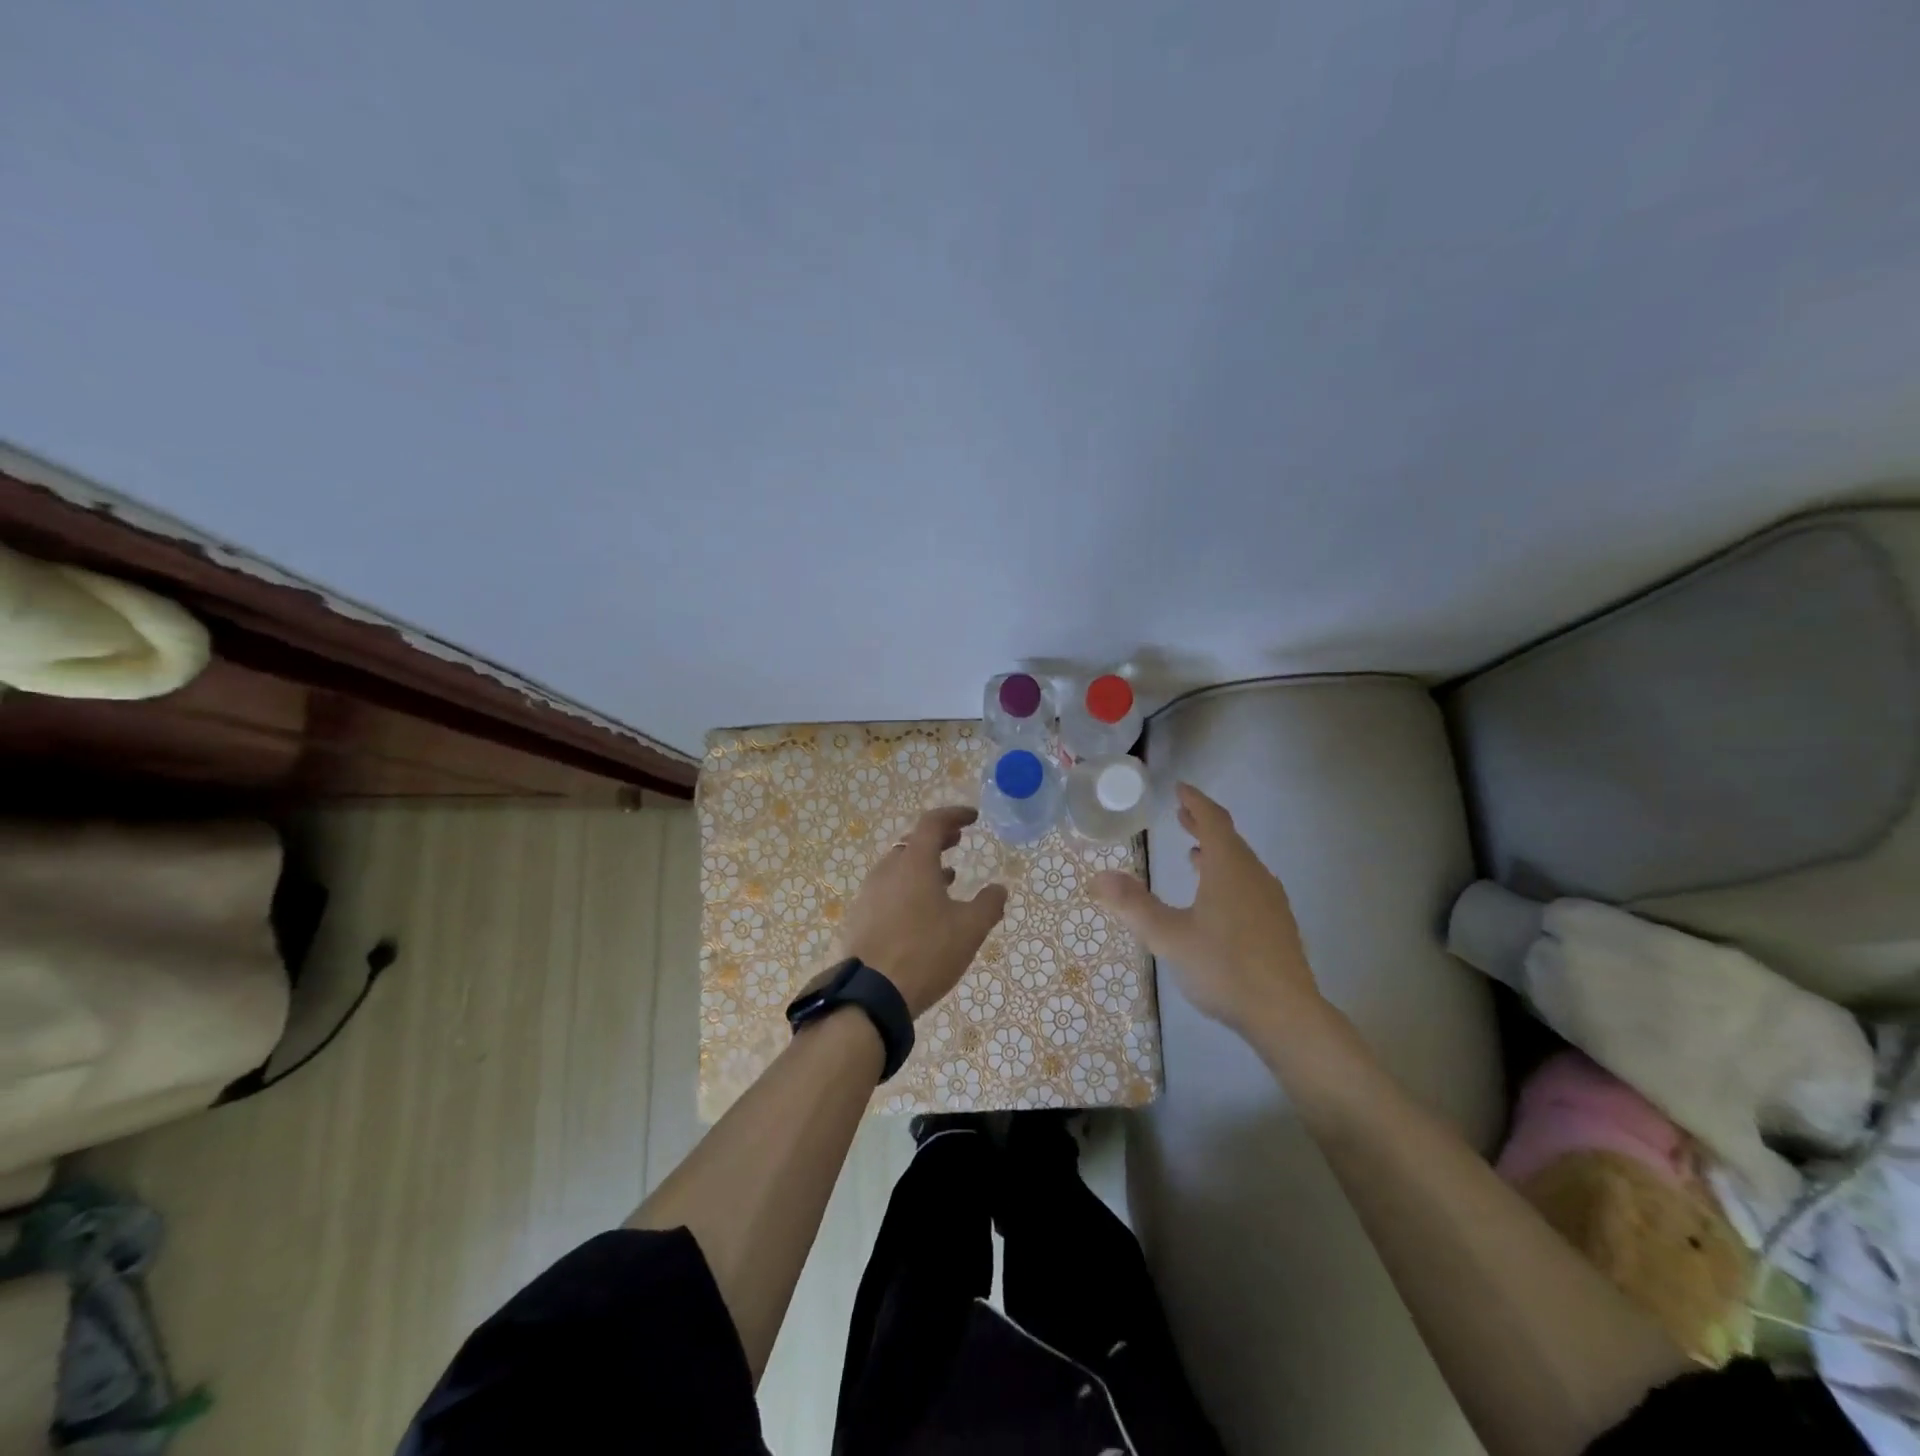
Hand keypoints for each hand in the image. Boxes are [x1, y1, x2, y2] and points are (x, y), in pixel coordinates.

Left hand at [841, 806, 1008, 1018]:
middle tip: (958, 841)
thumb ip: (988, 904)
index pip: (932, 823)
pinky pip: (888, 889)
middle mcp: (887, 870)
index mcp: (914, 862)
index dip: (954, 815)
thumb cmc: (925, 953)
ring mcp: (869, 893)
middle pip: (913, 842)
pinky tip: (922, 911)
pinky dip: (908, 887)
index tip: (972, 818)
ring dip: (923, 865)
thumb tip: (999, 888)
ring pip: (898, 866)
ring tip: (946, 878)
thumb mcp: (969, 930)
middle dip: (938, 838)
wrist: (871, 994)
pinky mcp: (860, 916)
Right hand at [1092, 782, 1322, 1035]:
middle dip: (1203, 824)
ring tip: (1195, 853)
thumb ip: (1133, 905)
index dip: (1195, 802)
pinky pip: (1249, 883)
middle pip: (1229, 838)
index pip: (1213, 820)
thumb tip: (1099, 876)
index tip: (1180, 789)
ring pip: (1241, 862)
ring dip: (1217, 851)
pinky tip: (1217, 899)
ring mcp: (1270, 900)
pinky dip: (1228, 875)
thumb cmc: (1224, 968)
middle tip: (1182, 814)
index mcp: (1229, 868)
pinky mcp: (1277, 924)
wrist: (1285, 1013)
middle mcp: (1253, 875)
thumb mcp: (1168, 937)